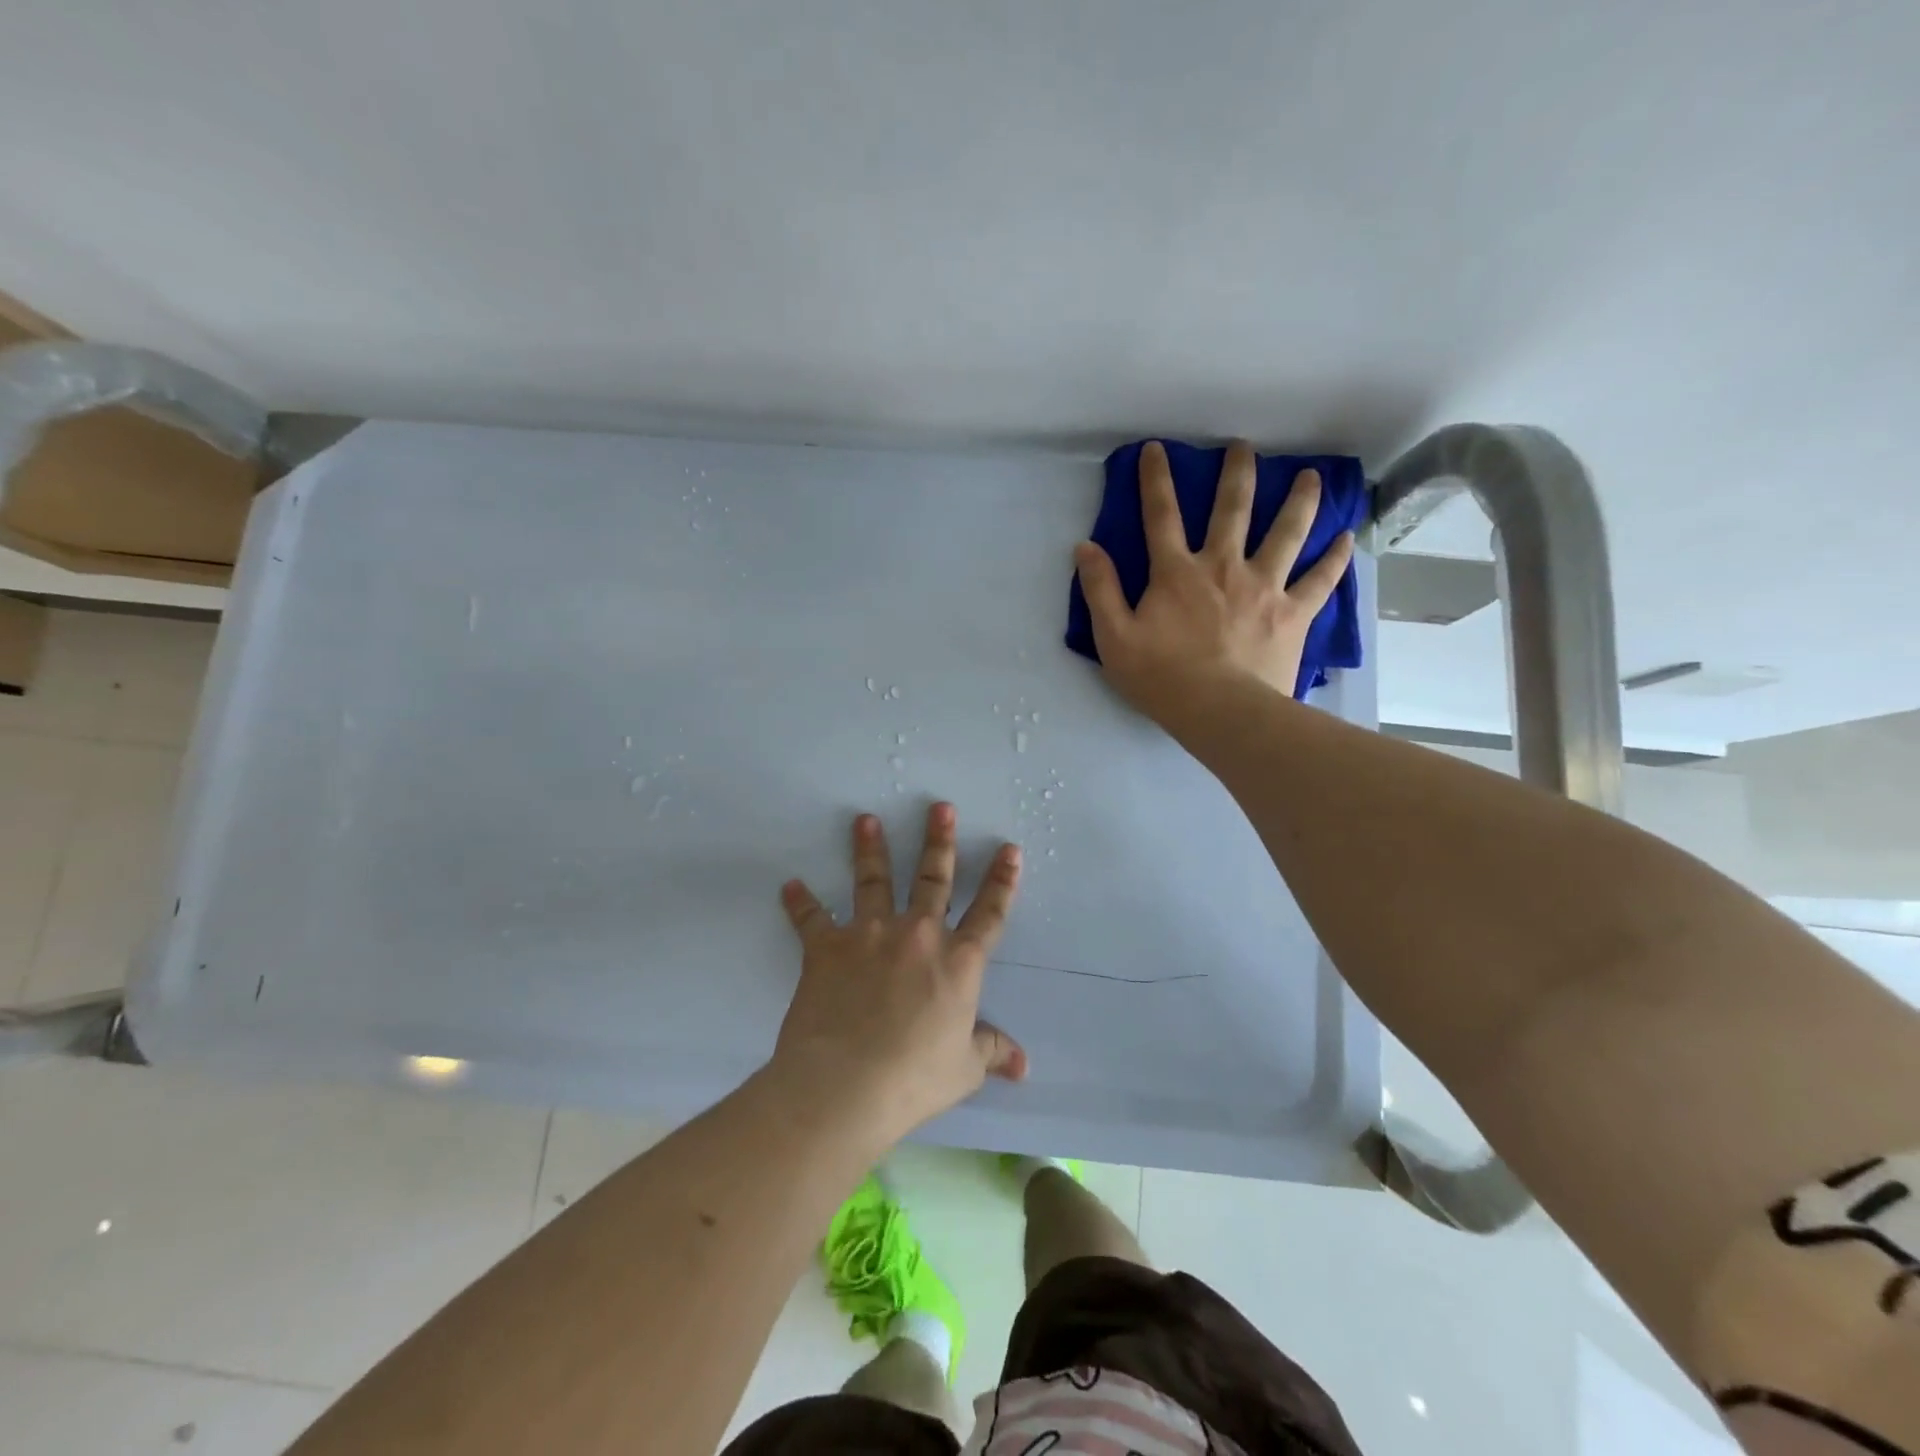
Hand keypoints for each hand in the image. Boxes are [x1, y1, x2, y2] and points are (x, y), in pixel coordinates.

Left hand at [772, 803, 1025, 1145]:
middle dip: (939, 841)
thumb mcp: (963, 1069)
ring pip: (873, 881)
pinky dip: (800, 903)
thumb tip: (1024, 1065)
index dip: (1002, 881)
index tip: (1008, 849)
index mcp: (958, 962)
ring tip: (865, 820)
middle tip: (940, 807)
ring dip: (870, 848)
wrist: (847, 1084)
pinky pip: (811, 919)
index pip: (989, 913)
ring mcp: (871, 935)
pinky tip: (790, 886)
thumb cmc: (914, 1078)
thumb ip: (992, 1053)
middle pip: (933, 879)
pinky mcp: (828, 947)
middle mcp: (918, 935)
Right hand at [1074, 439, 1354, 716]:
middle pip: (1233, 509)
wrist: (1221, 712)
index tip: (1156, 449)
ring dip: (1298, 501)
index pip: (1161, 516)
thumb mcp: (1114, 638)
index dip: (1156, 480)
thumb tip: (1086, 547)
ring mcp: (1265, 587)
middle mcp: (1223, 566)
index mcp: (1177, 572)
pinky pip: (1320, 580)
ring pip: (1286, 532)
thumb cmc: (1161, 678)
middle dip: (1236, 473)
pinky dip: (1335, 558)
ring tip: (1310, 477)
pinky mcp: (1294, 612)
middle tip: (1243, 447)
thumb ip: (1100, 590)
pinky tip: (1348, 537)